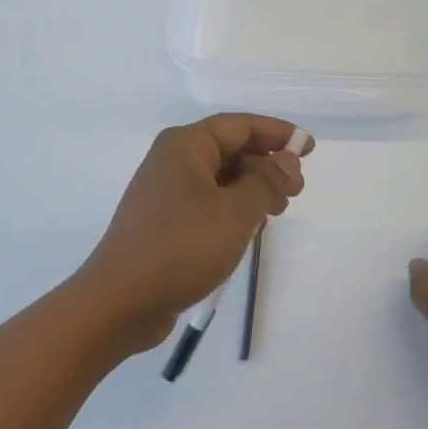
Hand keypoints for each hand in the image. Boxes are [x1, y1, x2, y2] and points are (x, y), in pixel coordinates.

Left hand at [73, 115, 309, 355]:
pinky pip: (208, 201)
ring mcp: (166, 191)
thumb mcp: (235, 212)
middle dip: (267, 165)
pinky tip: (249, 229)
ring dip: (252, 189)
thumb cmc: (180, 248)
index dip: (277, 133)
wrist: (119, 302)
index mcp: (185, 145)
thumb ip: (266, 181)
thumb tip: (286, 159)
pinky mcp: (164, 220)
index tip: (308, 147)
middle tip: (296, 192)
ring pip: (221, 177)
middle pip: (230, 149)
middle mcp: (173, 159)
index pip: (240, 125)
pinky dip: (232, 207)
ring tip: (277, 212)